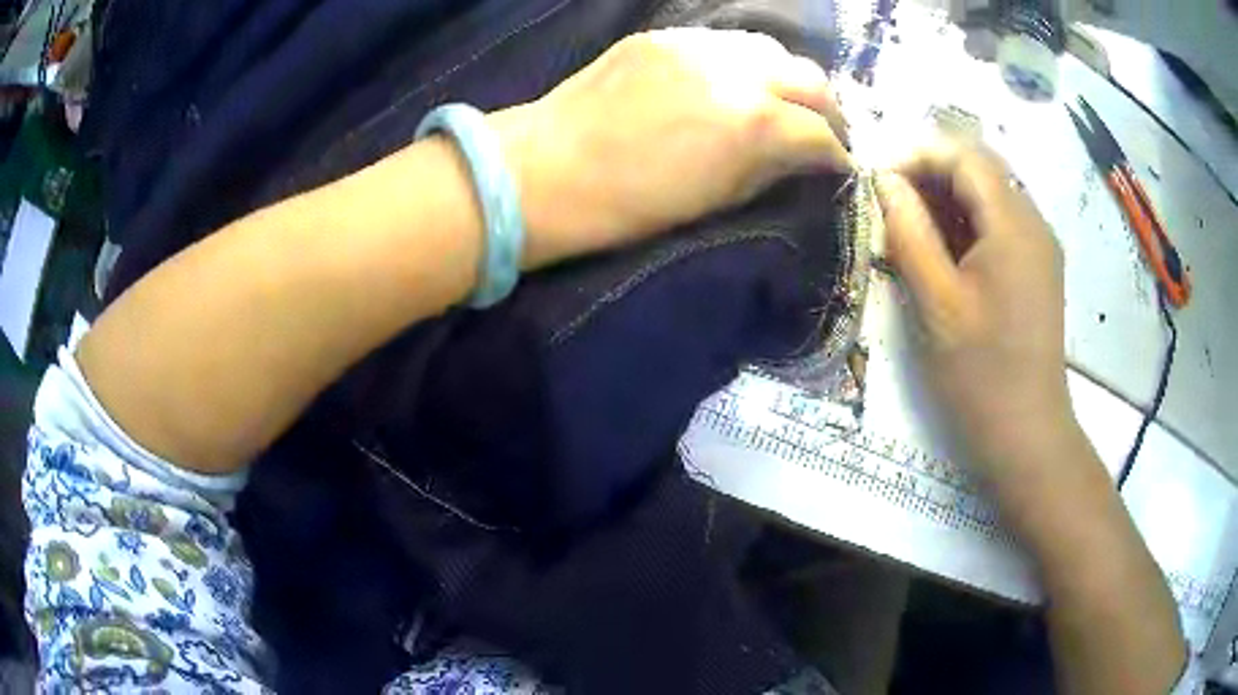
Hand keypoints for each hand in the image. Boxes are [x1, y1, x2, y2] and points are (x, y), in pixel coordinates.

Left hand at [492, 28, 852, 268]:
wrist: (545, 170)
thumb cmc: (629, 206)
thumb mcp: (717, 202)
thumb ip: (770, 171)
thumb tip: (802, 158)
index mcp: (755, 124)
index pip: (821, 134)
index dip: (837, 157)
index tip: (838, 167)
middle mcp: (738, 73)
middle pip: (811, 79)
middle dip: (827, 110)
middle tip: (822, 132)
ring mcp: (699, 45)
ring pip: (771, 50)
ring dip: (787, 78)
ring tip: (780, 101)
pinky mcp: (665, 36)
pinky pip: (725, 43)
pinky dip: (744, 63)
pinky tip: (735, 82)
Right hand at [876, 141, 1076, 487]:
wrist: (1026, 435)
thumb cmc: (980, 374)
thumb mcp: (936, 303)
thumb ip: (909, 232)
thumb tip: (885, 181)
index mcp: (1014, 225)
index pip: (965, 156)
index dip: (918, 155)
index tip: (878, 180)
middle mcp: (1034, 223)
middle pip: (980, 169)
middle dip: (932, 173)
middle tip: (890, 202)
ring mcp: (1039, 247)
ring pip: (990, 195)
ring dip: (948, 198)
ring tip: (910, 226)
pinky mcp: (1037, 269)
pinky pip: (1000, 224)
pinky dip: (967, 223)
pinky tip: (943, 250)